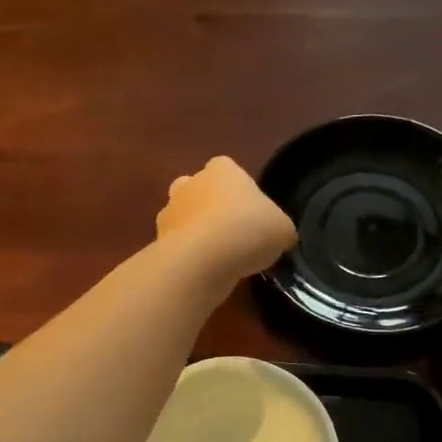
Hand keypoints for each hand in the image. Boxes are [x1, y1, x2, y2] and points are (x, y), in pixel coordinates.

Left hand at [156, 157, 296, 284]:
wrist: (203, 260)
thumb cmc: (248, 230)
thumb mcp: (283, 229)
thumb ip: (279, 228)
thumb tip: (279, 236)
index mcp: (222, 169)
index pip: (229, 170)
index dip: (240, 192)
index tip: (251, 215)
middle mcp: (190, 183)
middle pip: (199, 190)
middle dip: (210, 208)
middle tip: (232, 234)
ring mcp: (169, 212)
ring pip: (184, 218)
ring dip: (196, 233)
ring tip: (217, 259)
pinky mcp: (158, 241)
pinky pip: (176, 246)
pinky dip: (187, 257)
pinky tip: (203, 272)